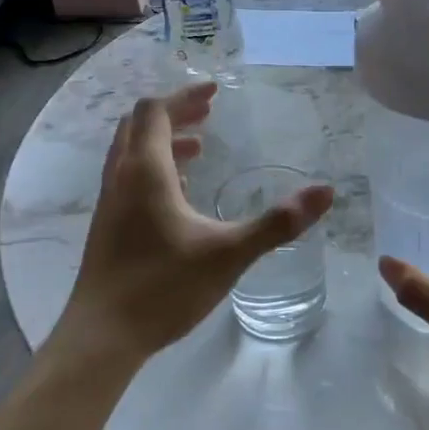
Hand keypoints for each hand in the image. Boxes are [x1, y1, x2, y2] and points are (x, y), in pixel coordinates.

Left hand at [57, 82, 333, 365]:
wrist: (102, 337)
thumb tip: (325, 192)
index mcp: (145, 172)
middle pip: (139, 126)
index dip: (185, 96)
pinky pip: (128, 178)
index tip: (215, 92)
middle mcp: (121, 178)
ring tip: (199, 148)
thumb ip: (277, 223)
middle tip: (209, 113)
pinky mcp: (107, 227)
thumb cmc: (164, 288)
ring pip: (130, 153)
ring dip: (163, 141)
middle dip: (175, 114)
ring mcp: (109, 204)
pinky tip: (179, 193)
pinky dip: (153, 168)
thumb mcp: (229, 253)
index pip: (156, 112)